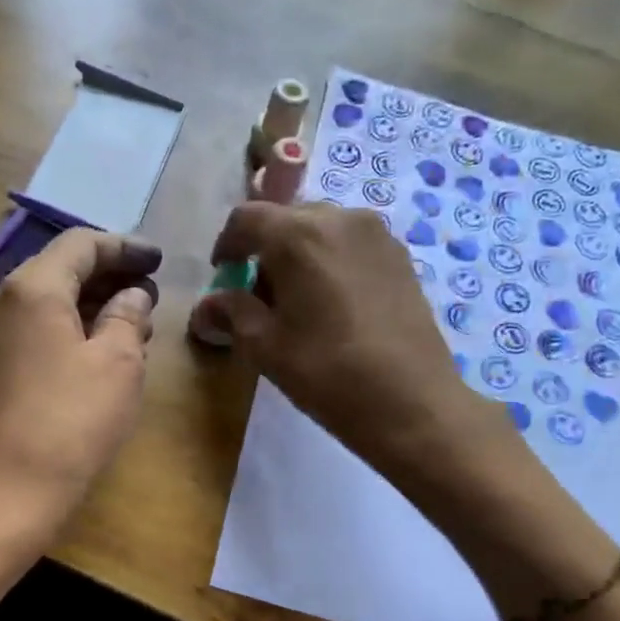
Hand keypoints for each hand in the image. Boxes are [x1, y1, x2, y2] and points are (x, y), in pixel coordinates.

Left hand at [0, 228, 161, 532]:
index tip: (159, 261)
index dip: (124, 248)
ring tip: (134, 324)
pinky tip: (101, 349)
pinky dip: (70, 327)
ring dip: (91, 304)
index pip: (81, 244)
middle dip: (109, 276)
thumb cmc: (73, 420)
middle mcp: (2, 300)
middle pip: (61, 268)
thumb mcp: (118, 363)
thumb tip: (132, 295)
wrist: (12, 489)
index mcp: (32, 288)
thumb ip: (128, 316)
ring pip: (48, 300)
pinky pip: (35, 328)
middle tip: (150, 294)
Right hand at [200, 201, 514, 475]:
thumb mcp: (265, 346)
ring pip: (321, 230)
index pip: (245, 218)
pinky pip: (350, 244)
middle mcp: (339, 218)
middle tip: (259, 296)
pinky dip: (330, 262)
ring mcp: (377, 234)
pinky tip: (333, 305)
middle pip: (286, 219)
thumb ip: (232, 313)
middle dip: (265, 251)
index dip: (226, 245)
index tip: (223, 276)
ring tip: (298, 302)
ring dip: (299, 255)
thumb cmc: (327, 372)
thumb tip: (208, 305)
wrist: (411, 402)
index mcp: (298, 234)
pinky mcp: (400, 255)